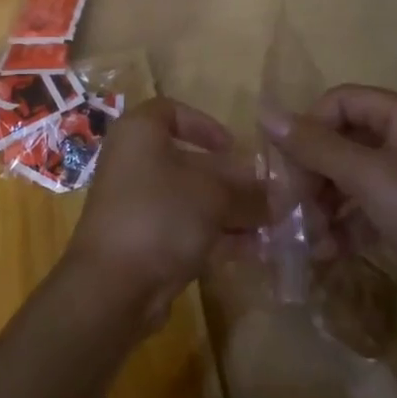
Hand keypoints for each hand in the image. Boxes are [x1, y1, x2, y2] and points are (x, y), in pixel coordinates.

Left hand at [65, 98, 263, 333]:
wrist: (112, 286)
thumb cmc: (160, 215)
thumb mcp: (214, 196)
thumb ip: (249, 192)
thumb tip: (284, 194)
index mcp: (140, 132)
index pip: (171, 111)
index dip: (205, 124)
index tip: (234, 147)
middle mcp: (133, 162)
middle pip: (187, 161)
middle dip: (230, 179)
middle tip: (268, 196)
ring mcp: (135, 204)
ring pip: (189, 199)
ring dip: (229, 211)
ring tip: (271, 228)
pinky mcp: (140, 242)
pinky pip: (183, 229)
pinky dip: (215, 236)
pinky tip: (252, 251)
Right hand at [270, 84, 396, 342]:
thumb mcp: (369, 178)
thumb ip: (315, 146)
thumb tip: (265, 113)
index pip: (338, 101)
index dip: (307, 128)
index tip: (283, 166)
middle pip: (342, 139)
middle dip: (313, 173)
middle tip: (289, 208)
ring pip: (351, 177)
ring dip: (324, 204)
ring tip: (307, 238)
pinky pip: (367, 207)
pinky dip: (345, 225)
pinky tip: (328, 252)